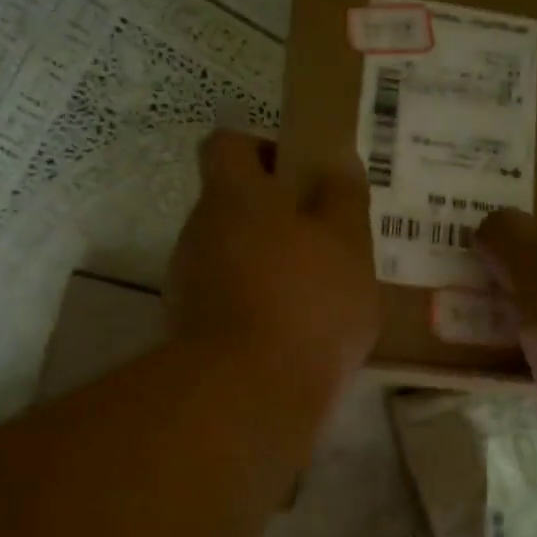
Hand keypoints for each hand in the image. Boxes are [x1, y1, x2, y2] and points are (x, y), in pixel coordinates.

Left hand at [166, 131, 378, 408]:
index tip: (301, 176)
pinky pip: (231, 302)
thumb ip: (343, 197)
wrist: (251, 392)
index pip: (229, 144)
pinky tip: (297, 334)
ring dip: (270, 266)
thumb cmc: (307, 300)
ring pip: (234, 257)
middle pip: (233, 206)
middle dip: (277, 217)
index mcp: (233, 195)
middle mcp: (199, 231)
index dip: (264, 150)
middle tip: (325, 242)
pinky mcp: (192, 331)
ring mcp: (189, 283)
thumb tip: (337, 161)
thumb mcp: (347, 242)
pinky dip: (259, 308)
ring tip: (319, 295)